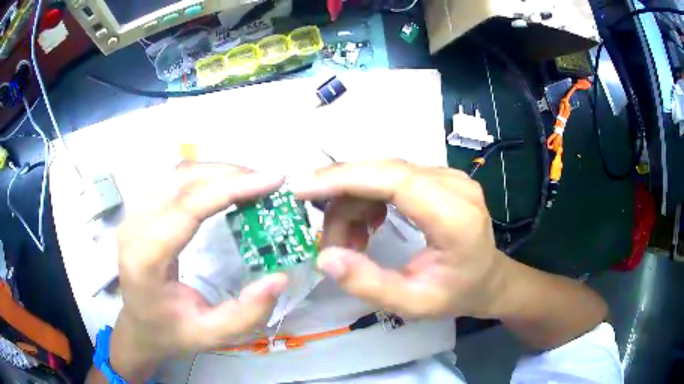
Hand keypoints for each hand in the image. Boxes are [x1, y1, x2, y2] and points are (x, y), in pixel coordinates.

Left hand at [111, 163, 287, 379]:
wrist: (139, 326)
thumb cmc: (172, 331)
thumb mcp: (212, 335)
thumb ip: (247, 313)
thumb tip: (279, 277)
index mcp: (145, 259)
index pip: (187, 208)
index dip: (230, 188)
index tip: (272, 180)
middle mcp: (134, 227)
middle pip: (182, 181)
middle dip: (229, 174)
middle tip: (267, 182)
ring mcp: (134, 214)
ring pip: (178, 174)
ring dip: (217, 171)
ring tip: (250, 182)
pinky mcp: (140, 210)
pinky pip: (173, 180)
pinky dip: (204, 176)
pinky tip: (224, 186)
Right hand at [293, 160, 506, 319]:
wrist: (488, 278)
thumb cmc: (456, 294)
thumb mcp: (413, 304)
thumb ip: (369, 284)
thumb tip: (325, 257)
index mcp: (456, 218)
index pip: (395, 180)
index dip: (345, 179)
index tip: (302, 189)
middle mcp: (455, 185)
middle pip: (383, 171)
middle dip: (341, 197)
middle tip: (326, 237)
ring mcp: (449, 176)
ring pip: (382, 173)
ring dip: (354, 203)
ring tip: (350, 244)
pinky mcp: (440, 177)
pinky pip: (392, 177)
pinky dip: (369, 199)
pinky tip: (368, 227)